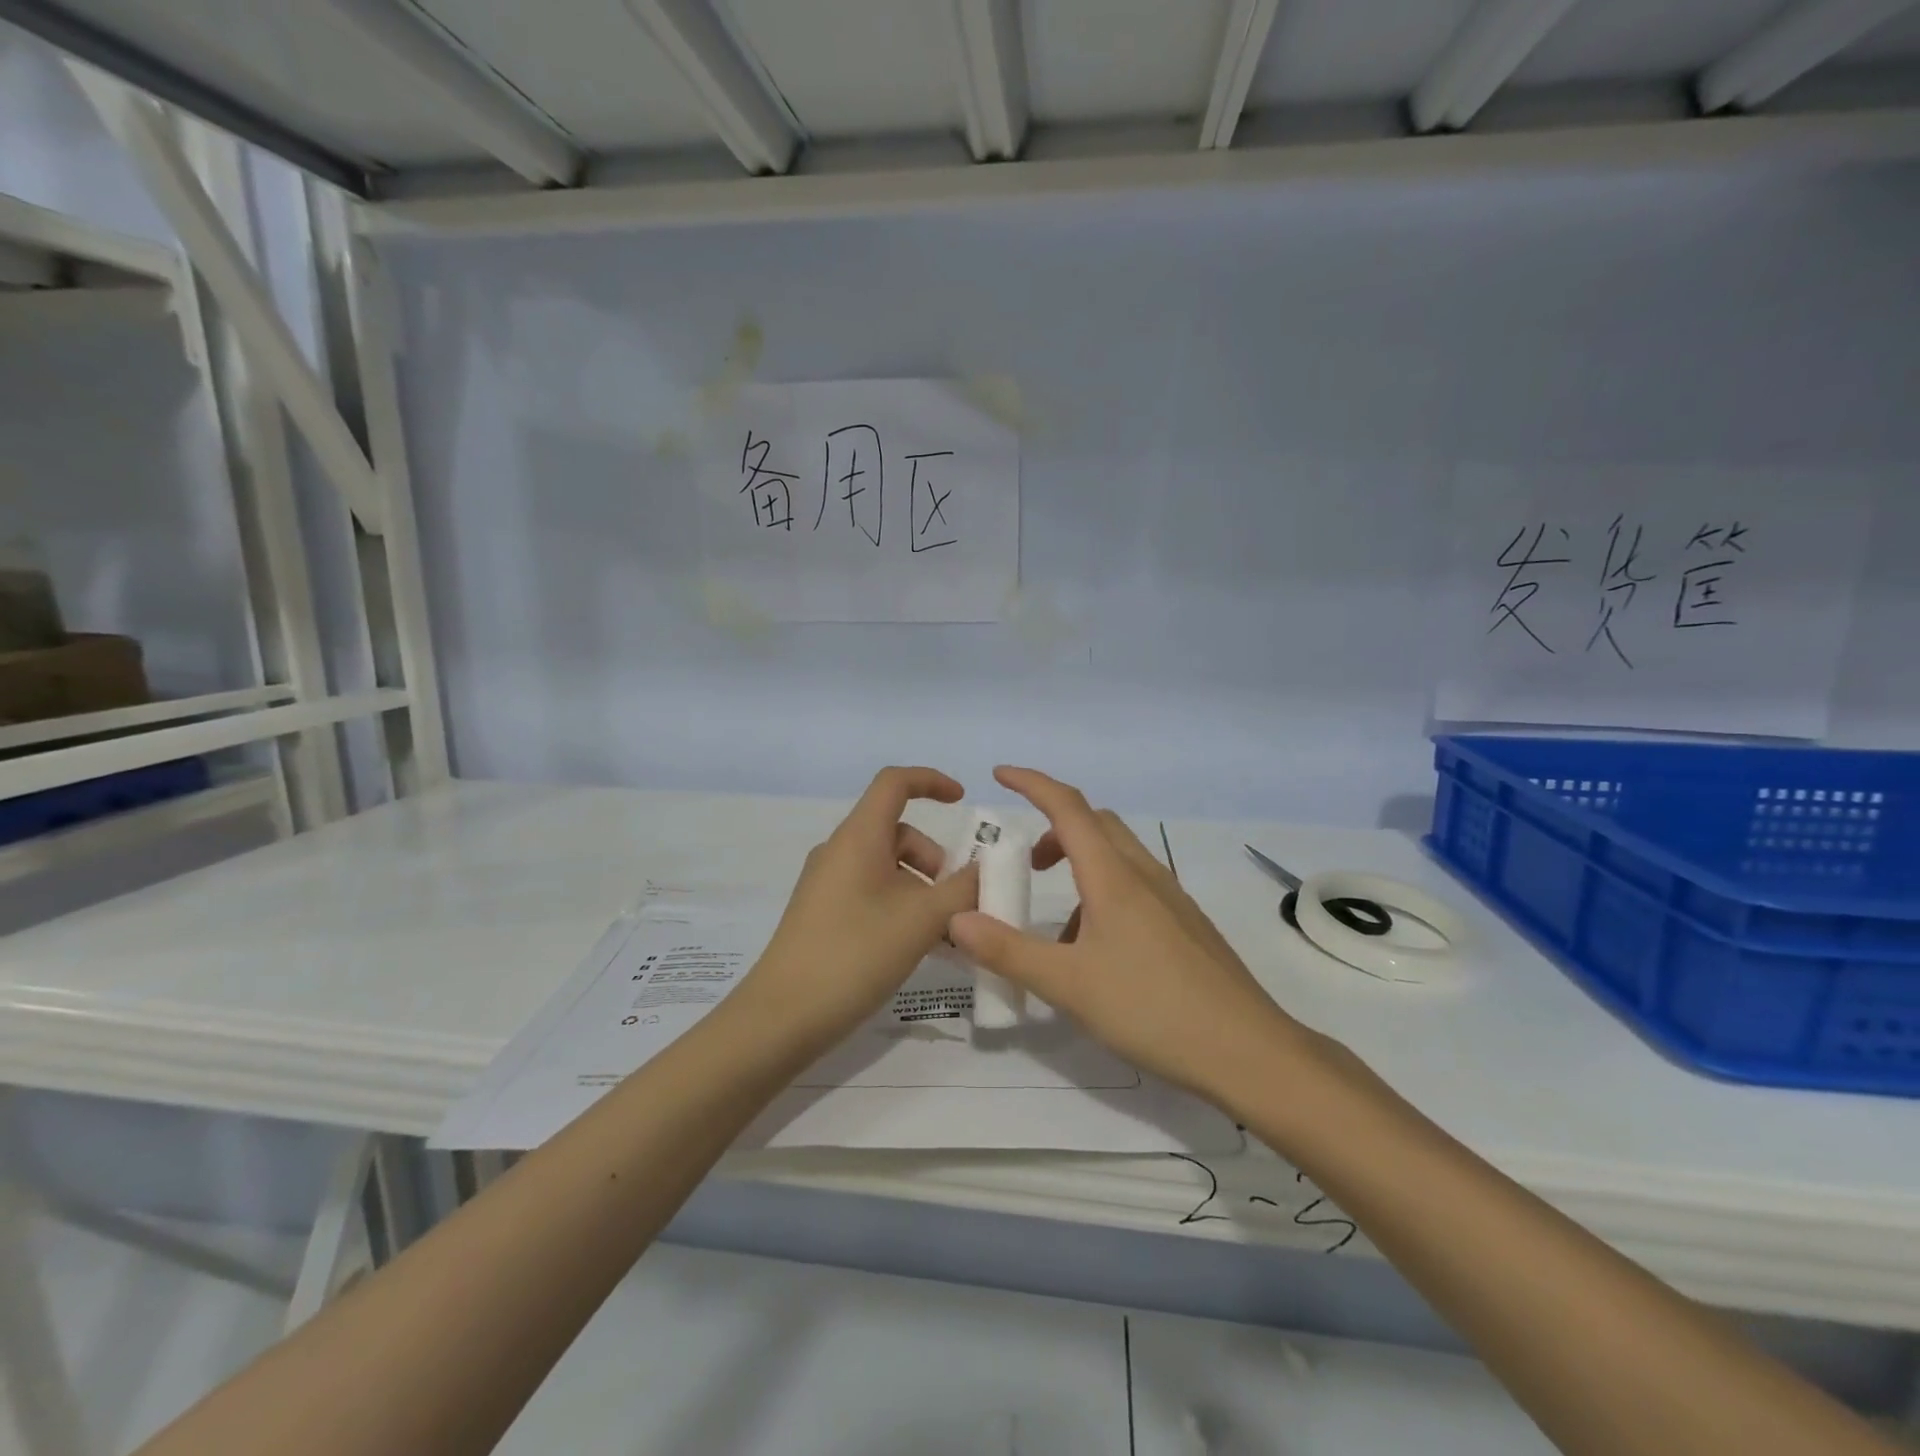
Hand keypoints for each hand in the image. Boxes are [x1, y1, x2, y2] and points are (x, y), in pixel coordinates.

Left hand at [740, 766, 979, 1050]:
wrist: (782, 1017)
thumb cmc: (855, 953)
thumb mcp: (922, 920)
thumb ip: (962, 889)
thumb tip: (984, 869)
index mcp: (858, 837)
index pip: (894, 782)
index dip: (931, 781)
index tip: (963, 801)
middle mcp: (839, 850)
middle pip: (897, 832)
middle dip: (935, 858)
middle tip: (956, 901)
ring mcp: (827, 883)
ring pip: (887, 866)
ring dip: (922, 888)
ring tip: (942, 933)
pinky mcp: (822, 913)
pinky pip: (871, 892)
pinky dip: (901, 905)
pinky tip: (917, 946)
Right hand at [949, 766, 1310, 1102]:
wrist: (1248, 1051)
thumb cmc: (1153, 1009)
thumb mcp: (1068, 985)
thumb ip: (1008, 951)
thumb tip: (955, 920)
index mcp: (1113, 876)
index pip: (1067, 807)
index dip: (1032, 783)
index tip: (999, 774)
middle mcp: (1144, 875)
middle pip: (1095, 824)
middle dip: (1054, 828)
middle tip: (1024, 862)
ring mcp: (1171, 898)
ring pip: (1117, 857)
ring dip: (1079, 865)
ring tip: (1055, 926)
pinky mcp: (1186, 925)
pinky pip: (1135, 888)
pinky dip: (1103, 895)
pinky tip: (1097, 953)